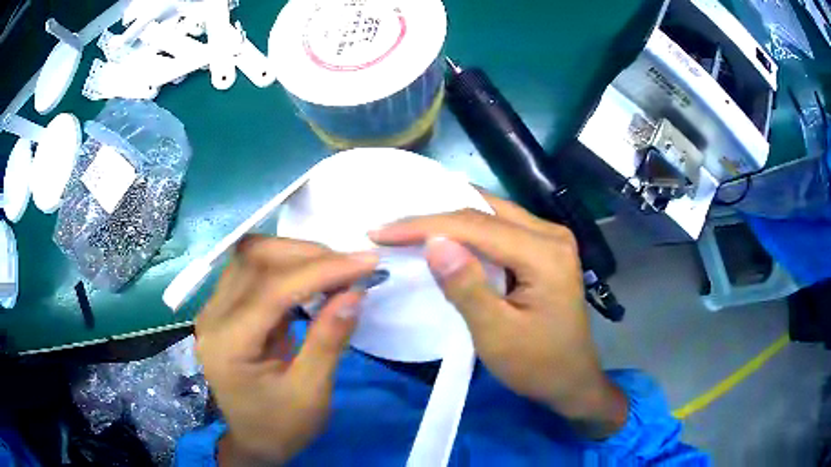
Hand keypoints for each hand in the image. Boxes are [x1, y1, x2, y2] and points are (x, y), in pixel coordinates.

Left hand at [195, 236, 378, 464]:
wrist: (253, 440)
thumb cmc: (281, 426)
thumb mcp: (311, 394)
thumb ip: (329, 341)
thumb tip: (355, 292)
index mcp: (228, 344)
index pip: (271, 289)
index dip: (320, 270)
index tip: (366, 263)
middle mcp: (213, 316)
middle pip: (255, 259)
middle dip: (308, 255)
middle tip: (351, 267)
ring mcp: (215, 308)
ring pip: (253, 255)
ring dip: (297, 255)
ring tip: (335, 270)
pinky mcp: (226, 306)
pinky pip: (255, 269)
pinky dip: (289, 266)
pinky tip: (314, 279)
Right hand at [369, 193, 626, 438]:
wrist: (571, 380)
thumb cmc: (537, 365)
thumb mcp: (497, 334)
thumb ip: (466, 287)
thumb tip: (433, 242)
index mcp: (545, 253)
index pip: (476, 226)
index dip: (425, 226)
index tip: (381, 232)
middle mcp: (551, 234)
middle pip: (484, 213)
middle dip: (434, 218)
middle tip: (391, 227)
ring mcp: (551, 238)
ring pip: (491, 215)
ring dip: (449, 221)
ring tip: (408, 227)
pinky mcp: (544, 249)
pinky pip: (500, 228)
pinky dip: (468, 231)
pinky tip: (444, 235)